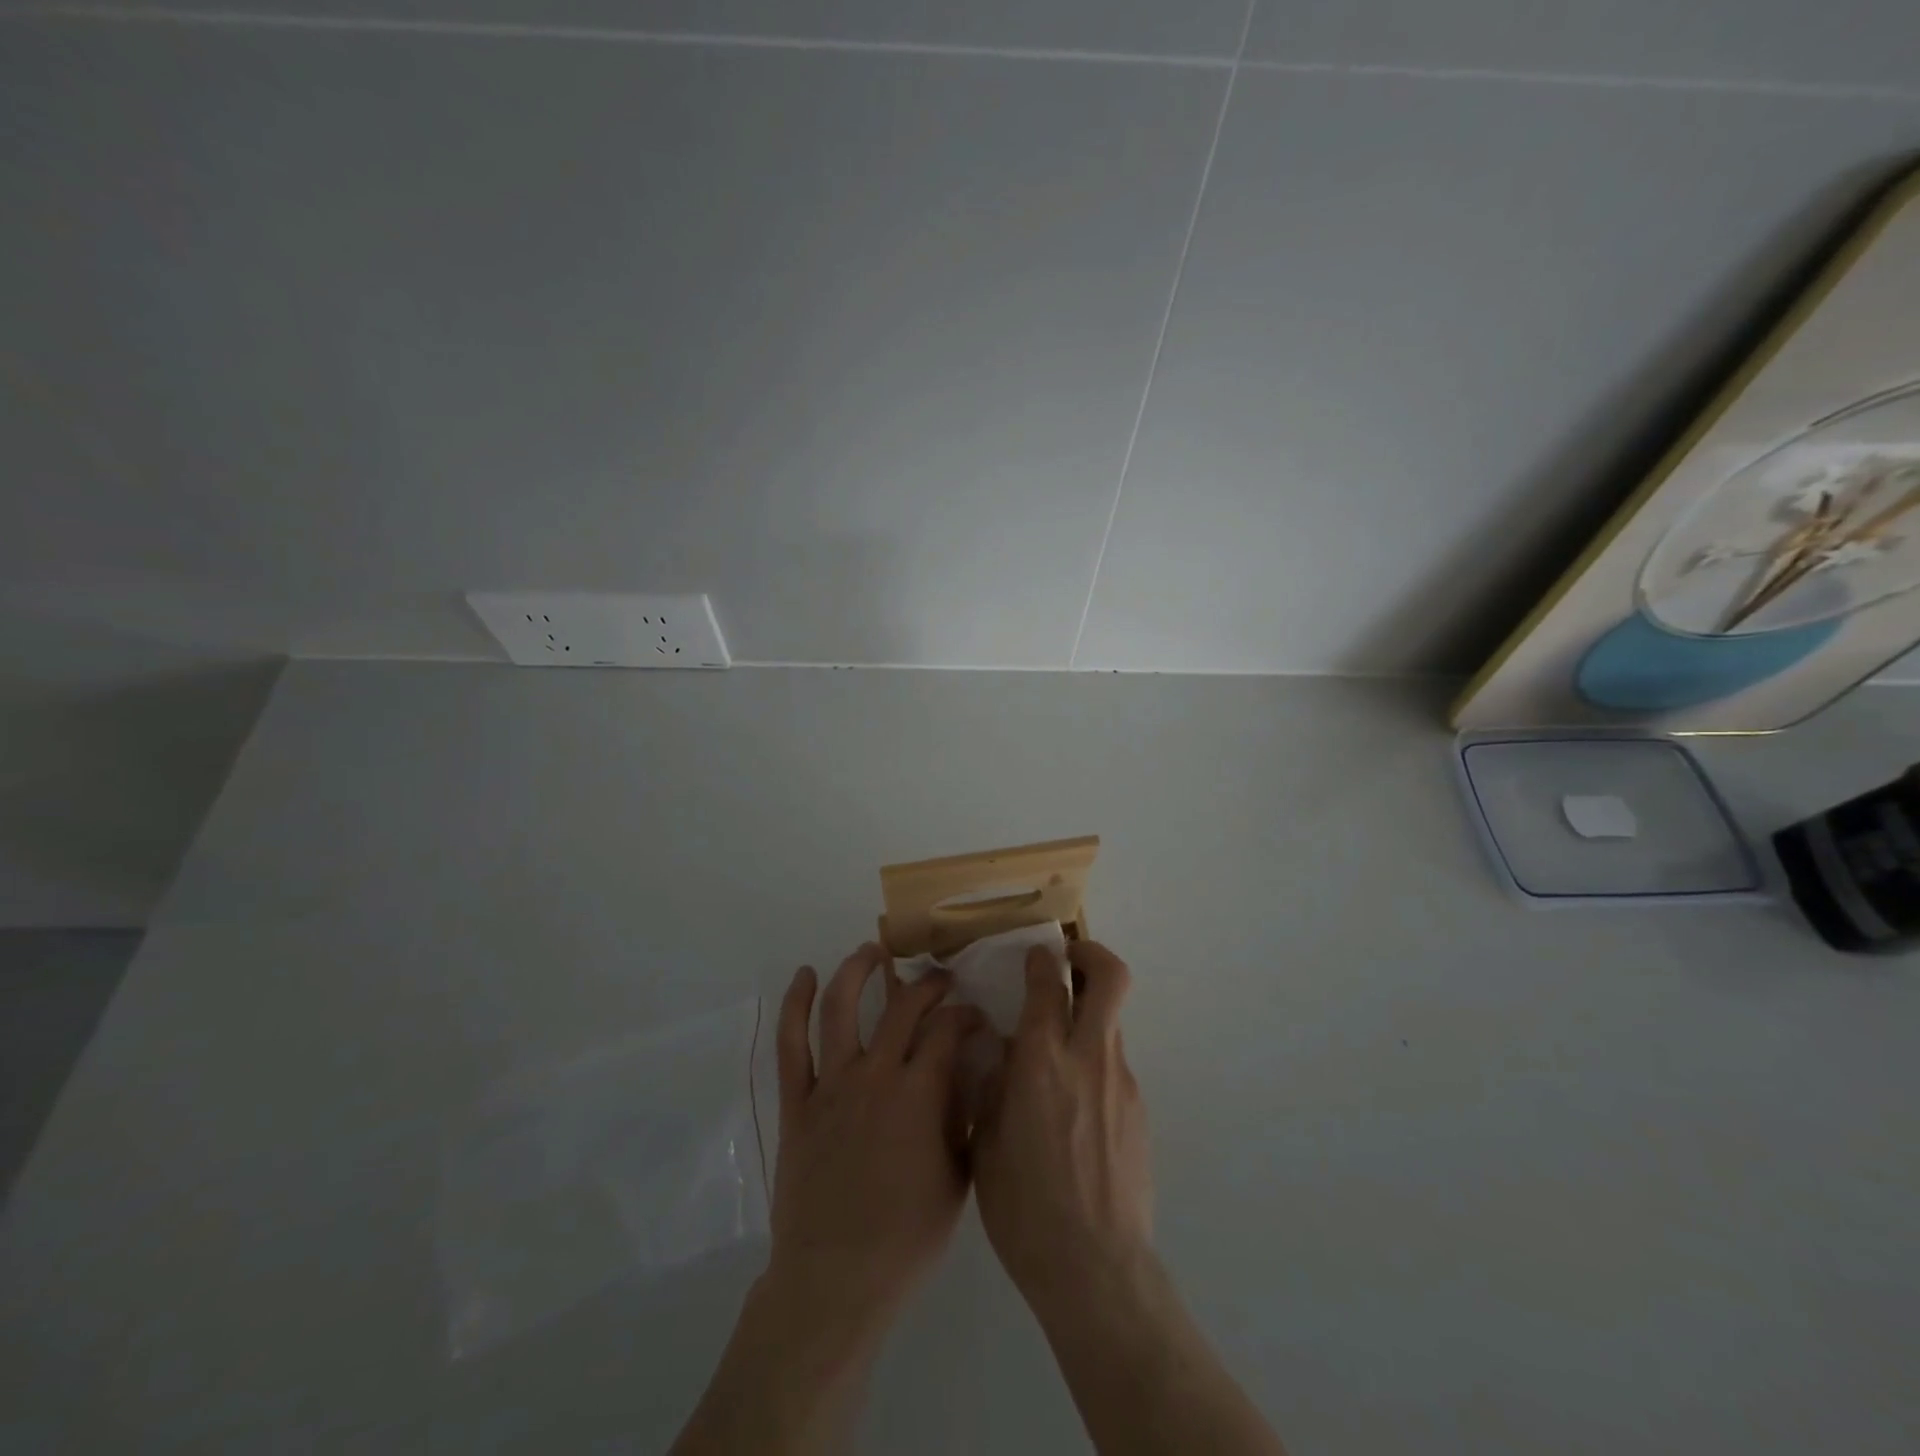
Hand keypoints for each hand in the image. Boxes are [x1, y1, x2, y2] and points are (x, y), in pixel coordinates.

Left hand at [766, 943, 982, 1339]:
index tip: (976, 1015)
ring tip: (871, 950)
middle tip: (940, 980)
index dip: (965, 1014)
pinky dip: (796, 1005)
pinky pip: (792, 1044)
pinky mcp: (797, 1101)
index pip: (948, 1030)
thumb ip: (965, 1118)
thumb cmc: (906, 1237)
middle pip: (903, 1008)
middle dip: (928, 985)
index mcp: (918, 1095)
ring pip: (842, 1009)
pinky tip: (805, 976)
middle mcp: (875, 1076)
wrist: (835, 1279)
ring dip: (857, 970)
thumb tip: (973, 1072)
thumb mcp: (957, 1178)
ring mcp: (831, 1085)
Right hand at [971, 940, 1151, 1321]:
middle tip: (1071, 959)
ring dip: (1090, 1014)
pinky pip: (1114, 1066)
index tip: (1035, 956)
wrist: (1095, 1268)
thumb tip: (1001, 1051)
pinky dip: (1094, 1063)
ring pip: (1112, 1022)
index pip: (1049, 984)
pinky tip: (1073, 1109)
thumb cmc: (1023, 1206)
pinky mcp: (1139, 1110)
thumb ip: (993, 1085)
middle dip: (1092, 954)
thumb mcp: (985, 1140)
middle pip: (1110, 978)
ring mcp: (1122, 1083)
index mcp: (1042, 1062)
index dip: (1041, 961)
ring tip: (1059, 1049)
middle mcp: (1089, 1058)